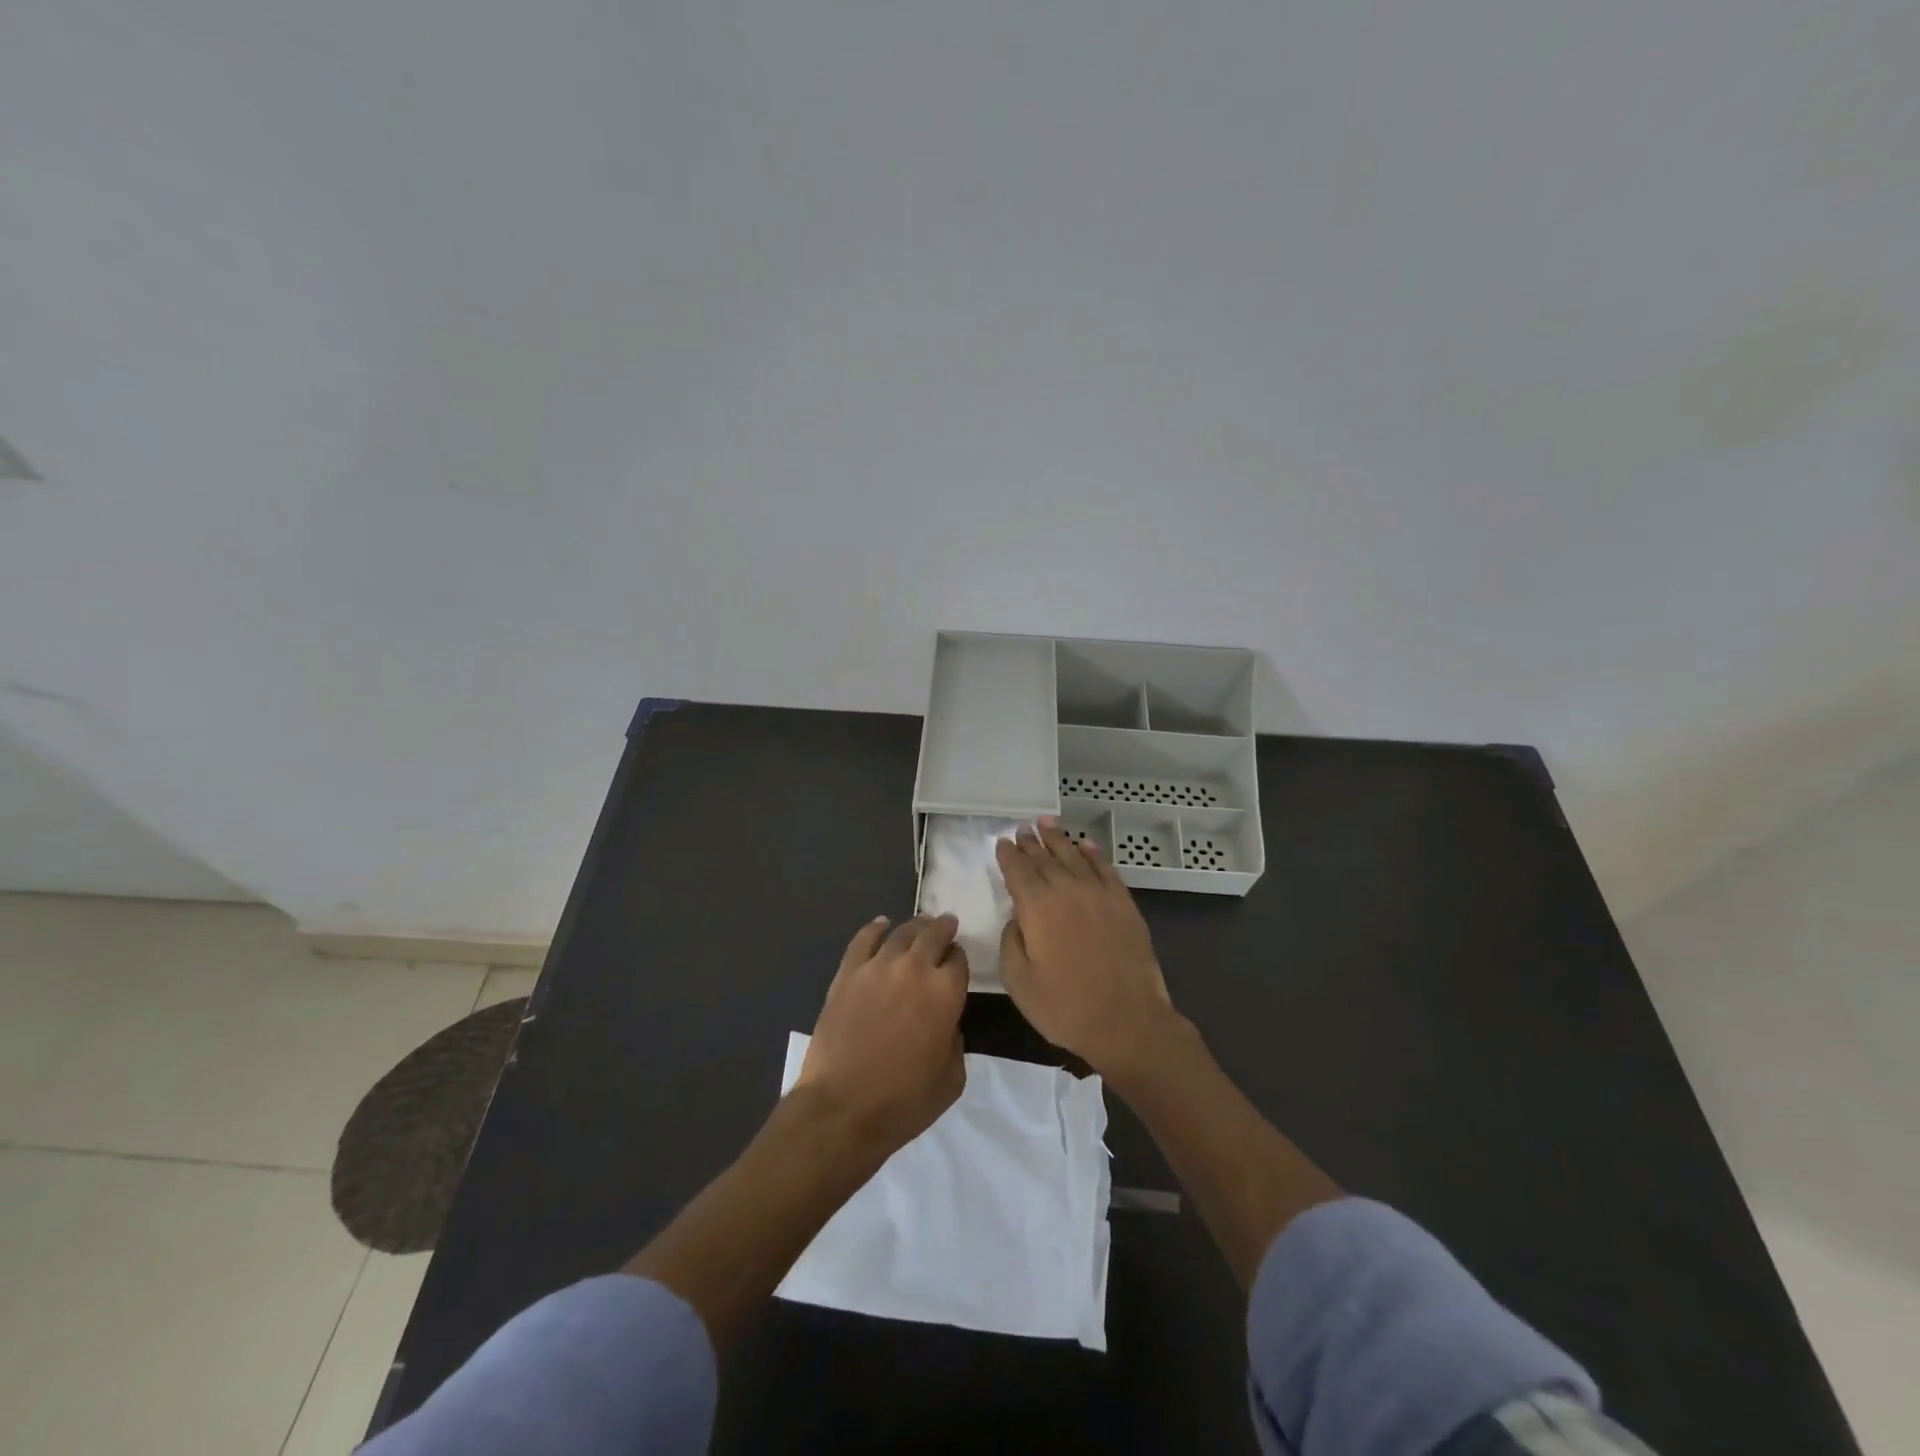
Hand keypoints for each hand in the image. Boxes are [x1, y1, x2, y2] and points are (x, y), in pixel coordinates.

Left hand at [796, 914, 969, 1156]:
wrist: (842, 1108)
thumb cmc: (903, 1101)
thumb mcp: (951, 1079)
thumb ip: (955, 1040)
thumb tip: (945, 1022)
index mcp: (946, 993)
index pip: (959, 960)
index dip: (959, 959)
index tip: (956, 962)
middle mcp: (915, 969)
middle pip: (933, 935)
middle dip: (943, 928)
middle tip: (946, 924)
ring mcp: (877, 967)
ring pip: (901, 932)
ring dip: (915, 926)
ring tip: (920, 924)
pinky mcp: (847, 974)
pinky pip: (863, 940)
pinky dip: (875, 928)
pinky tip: (882, 924)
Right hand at [996, 822, 1184, 1085]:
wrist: (1128, 1022)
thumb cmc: (1066, 1007)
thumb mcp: (1019, 982)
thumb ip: (1011, 942)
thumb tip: (1016, 918)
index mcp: (1038, 907)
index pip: (1018, 870)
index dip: (1008, 855)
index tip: (1002, 842)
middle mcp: (1068, 890)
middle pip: (1045, 858)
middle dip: (1031, 842)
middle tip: (1022, 828)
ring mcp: (1100, 894)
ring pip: (1074, 856)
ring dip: (1059, 839)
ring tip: (1046, 823)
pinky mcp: (1124, 904)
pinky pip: (1106, 869)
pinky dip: (1094, 854)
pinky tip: (1086, 845)